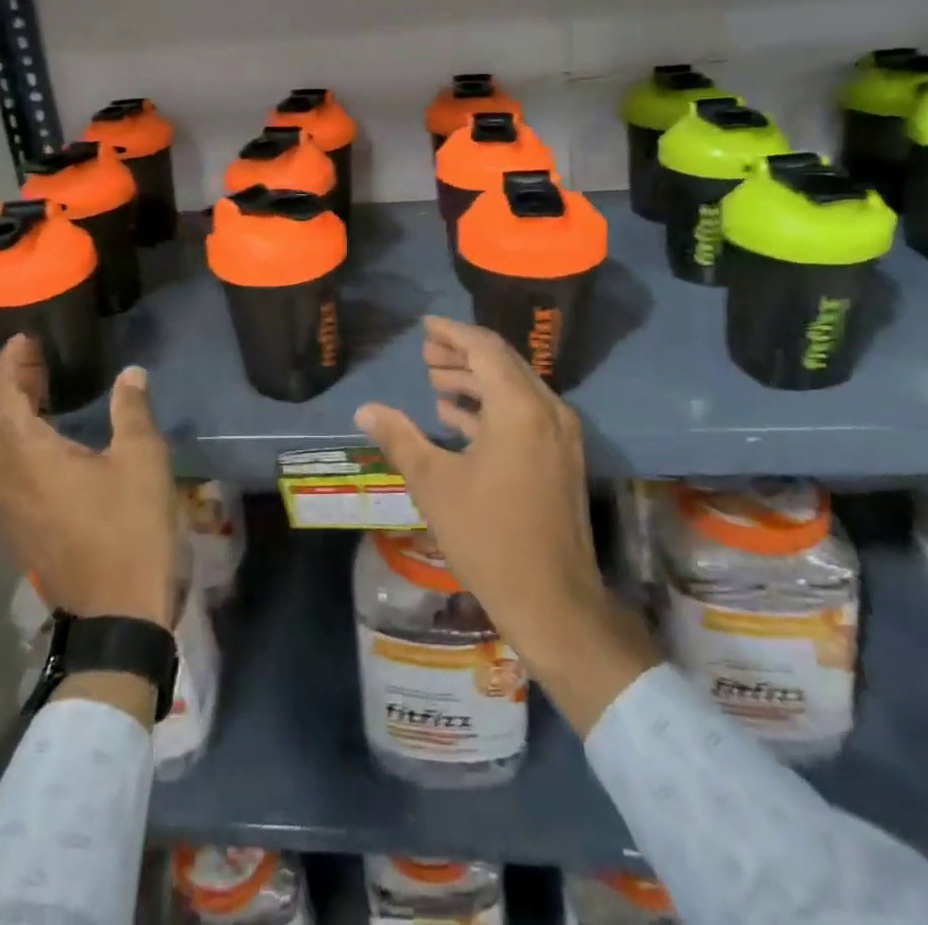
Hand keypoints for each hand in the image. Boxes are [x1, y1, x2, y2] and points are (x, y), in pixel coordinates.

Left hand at [0, 335, 177, 630]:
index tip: (26, 340)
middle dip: (1, 387)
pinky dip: (10, 445)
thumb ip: (131, 410)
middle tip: (36, 368)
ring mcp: (3, 509)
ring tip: (42, 399)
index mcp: (29, 456)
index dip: (8, 362)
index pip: (0, 396)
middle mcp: (3, 479)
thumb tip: (130, 374)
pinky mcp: (15, 530)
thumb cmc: (130, 527)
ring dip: (3, 417)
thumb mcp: (142, 459)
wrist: (116, 612)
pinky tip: (47, 447)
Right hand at [355, 316, 658, 734]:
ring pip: (515, 388)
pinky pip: (524, 413)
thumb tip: (365, 409)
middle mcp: (547, 410)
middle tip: (426, 355)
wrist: (553, 601)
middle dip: (462, 354)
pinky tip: (458, 418)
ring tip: (437, 381)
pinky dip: (492, 408)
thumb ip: (400, 437)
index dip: (452, 332)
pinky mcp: (561, 458)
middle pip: (503, 363)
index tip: (424, 327)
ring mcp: (560, 435)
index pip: (485, 348)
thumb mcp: (434, 483)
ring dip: (476, 381)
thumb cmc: (488, 536)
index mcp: (519, 407)